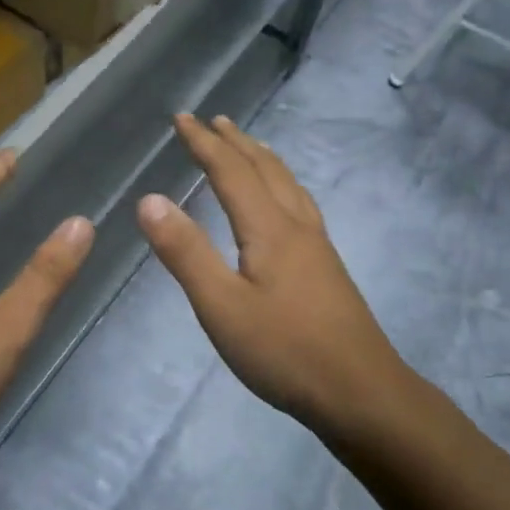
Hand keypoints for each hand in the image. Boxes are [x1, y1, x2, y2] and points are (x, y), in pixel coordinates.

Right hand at [138, 115, 416, 439]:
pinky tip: (285, 203)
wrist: (360, 392)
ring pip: (289, 184)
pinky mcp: (327, 267)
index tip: (182, 118)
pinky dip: (282, 183)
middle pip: (265, 169)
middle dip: (235, 142)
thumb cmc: (284, 351)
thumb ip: (186, 252)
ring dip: (263, 158)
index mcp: (269, 228)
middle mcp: (297, 225)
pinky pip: (300, 203)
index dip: (204, 143)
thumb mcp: (221, 306)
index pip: (231, 171)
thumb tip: (149, 200)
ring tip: (249, 146)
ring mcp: (317, 246)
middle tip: (213, 120)